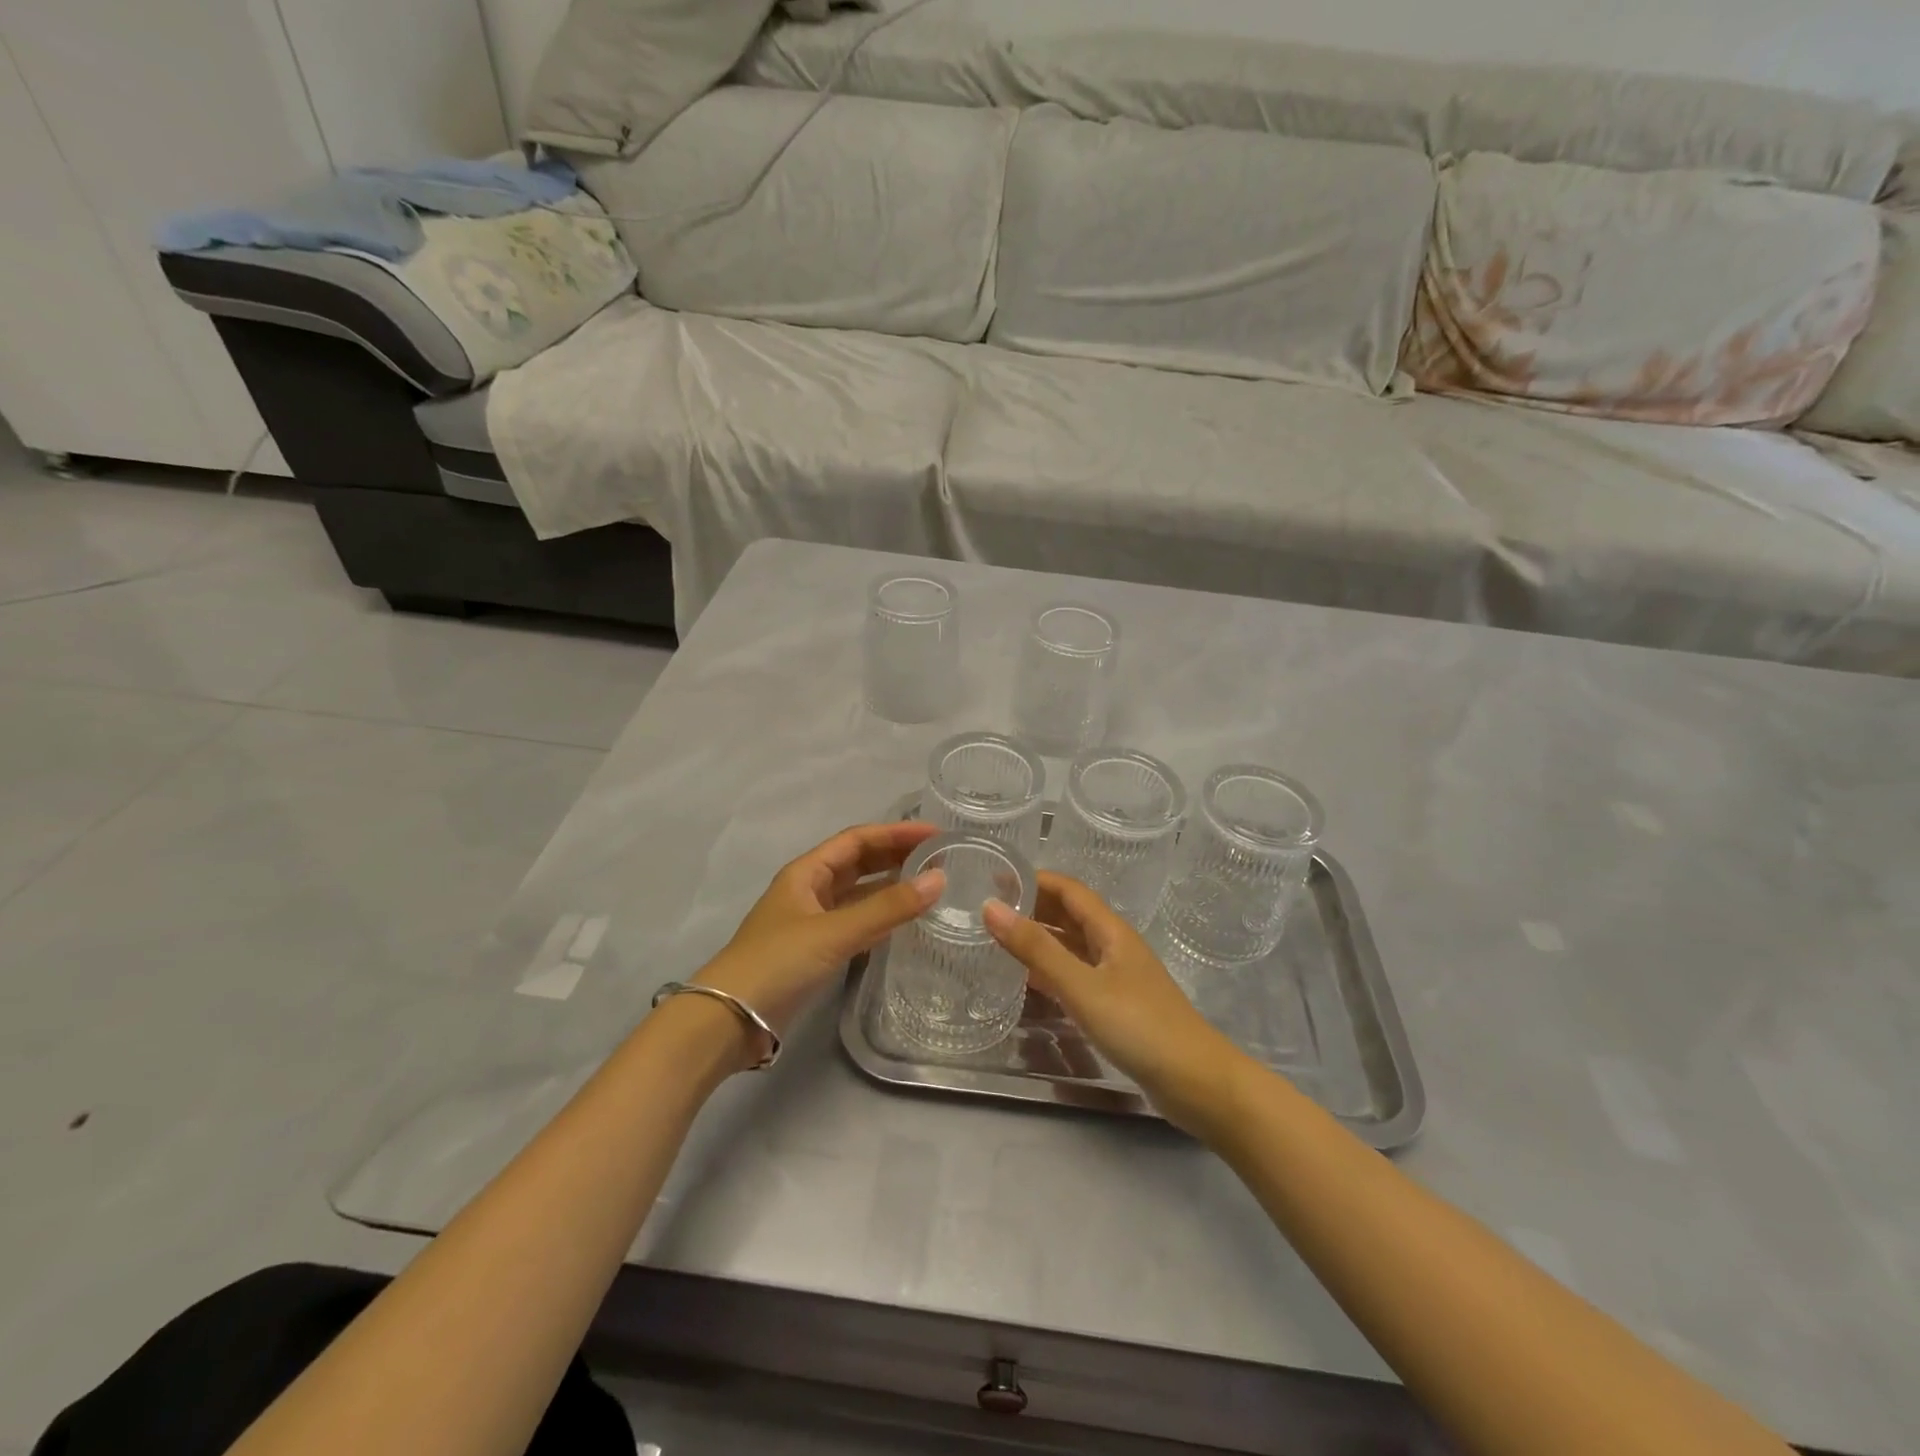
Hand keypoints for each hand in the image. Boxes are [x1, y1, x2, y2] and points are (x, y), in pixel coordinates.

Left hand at [693, 821, 943, 1063]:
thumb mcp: (835, 931)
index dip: (896, 833)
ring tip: (931, 886)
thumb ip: (888, 907)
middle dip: (896, 856)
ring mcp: (812, 921)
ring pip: (858, 894)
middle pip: (858, 863)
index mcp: (807, 872)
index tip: (935, 834)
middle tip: (940, 858)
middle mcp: (810, 890)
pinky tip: (905, 923)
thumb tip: (940, 879)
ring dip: (890, 887)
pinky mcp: (816, 951)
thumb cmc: (779, 962)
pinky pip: (856, 923)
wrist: (730, 1019)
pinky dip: (881, 918)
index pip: (857, 839)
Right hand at [984, 873, 1254, 1136]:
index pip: (1069, 890)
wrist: (1196, 1082)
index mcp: (1111, 931)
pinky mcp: (1117, 1007)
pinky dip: (1050, 972)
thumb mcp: (1082, 985)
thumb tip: (991, 906)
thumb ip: (1037, 948)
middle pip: (1070, 915)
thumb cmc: (1140, 1026)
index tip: (995, 877)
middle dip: (1033, 907)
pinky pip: (1076, 976)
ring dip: (1040, 939)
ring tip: (998, 941)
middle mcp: (1114, 947)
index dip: (1035, 879)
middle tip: (988, 910)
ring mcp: (1117, 978)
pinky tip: (1027, 982)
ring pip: (1072, 947)